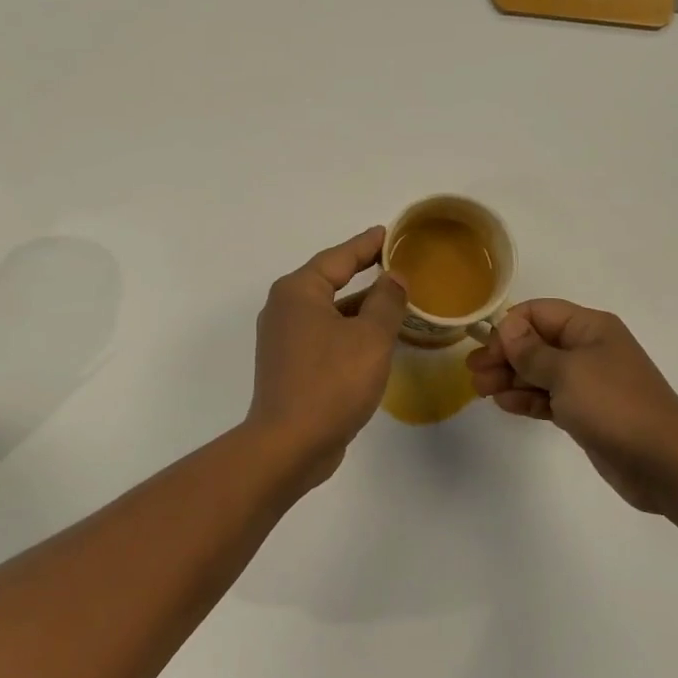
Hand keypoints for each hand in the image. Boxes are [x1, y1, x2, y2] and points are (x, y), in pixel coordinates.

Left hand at [247, 227, 408, 487]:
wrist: (289, 444)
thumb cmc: (331, 382)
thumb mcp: (370, 337)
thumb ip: (386, 301)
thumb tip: (394, 277)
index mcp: (298, 291)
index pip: (338, 257)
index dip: (366, 244)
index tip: (389, 233)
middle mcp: (284, 308)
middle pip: (329, 281)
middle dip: (362, 272)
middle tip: (394, 262)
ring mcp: (283, 339)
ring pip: (328, 311)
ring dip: (358, 305)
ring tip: (393, 299)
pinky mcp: (289, 365)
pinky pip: (324, 335)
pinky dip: (348, 330)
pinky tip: (373, 338)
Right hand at [467, 299, 677, 513]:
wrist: (665, 464)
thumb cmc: (614, 406)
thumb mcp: (566, 372)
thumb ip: (531, 350)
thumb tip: (507, 327)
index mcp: (589, 327)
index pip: (538, 313)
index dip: (508, 329)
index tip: (487, 353)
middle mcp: (588, 348)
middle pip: (536, 342)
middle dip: (504, 355)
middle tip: (474, 374)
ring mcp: (588, 382)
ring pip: (539, 372)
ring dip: (510, 378)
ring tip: (482, 392)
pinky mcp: (586, 412)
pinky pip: (549, 397)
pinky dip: (527, 399)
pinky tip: (505, 405)